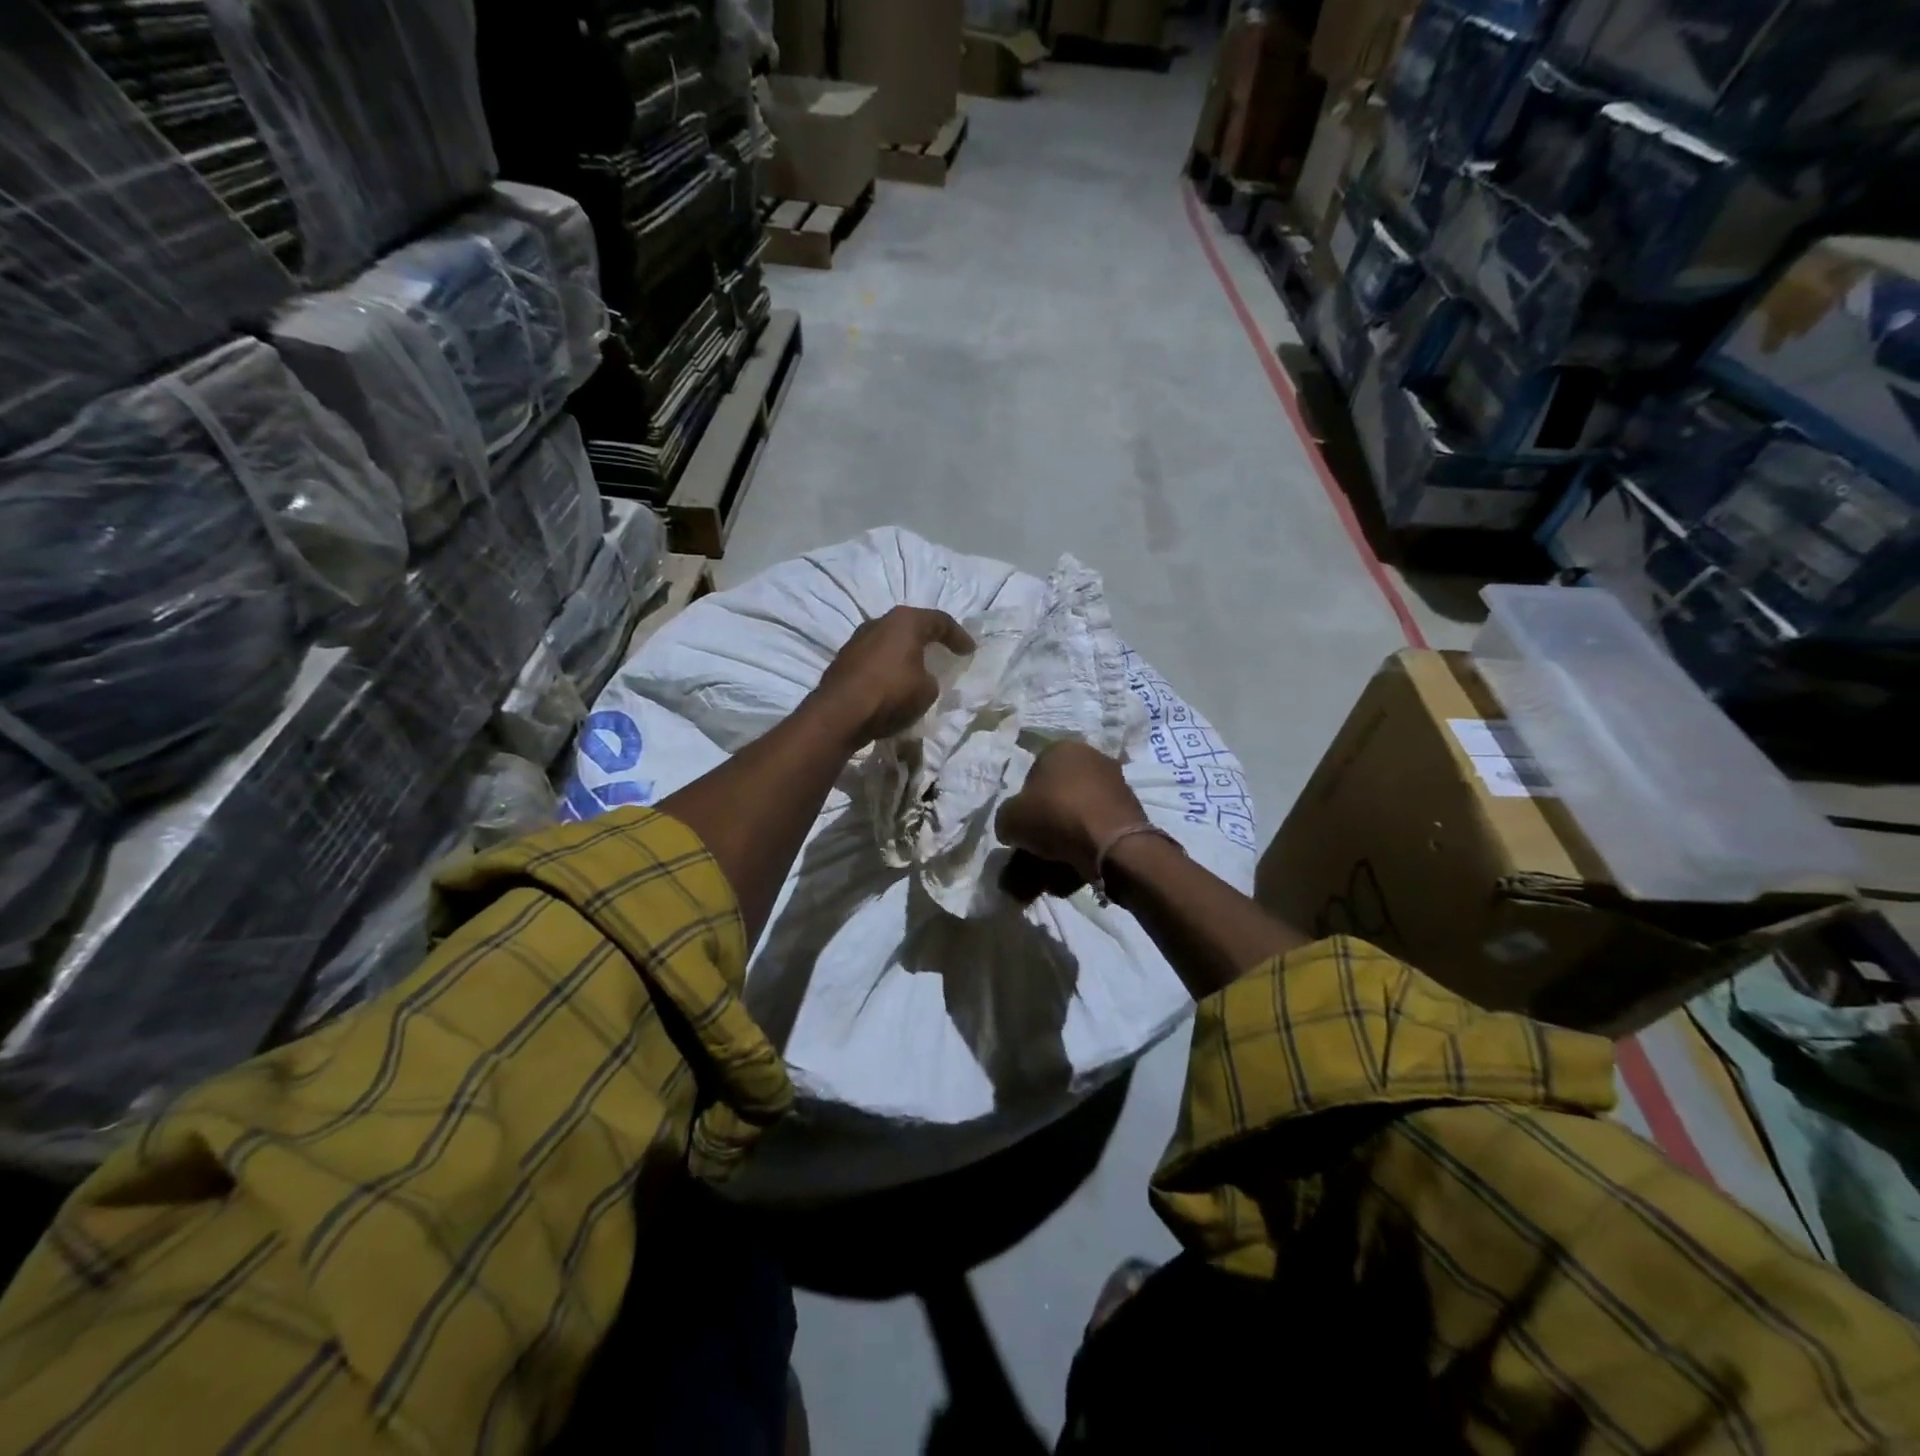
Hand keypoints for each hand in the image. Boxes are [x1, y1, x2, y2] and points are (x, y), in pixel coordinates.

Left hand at [810, 606, 974, 746]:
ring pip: (889, 640)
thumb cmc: (891, 694)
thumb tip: (921, 678)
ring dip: (904, 651)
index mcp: (905, 621)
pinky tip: (892, 679)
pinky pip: (875, 656)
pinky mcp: (844, 658)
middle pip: (911, 625)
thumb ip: (930, 679)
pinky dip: (887, 665)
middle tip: (942, 650)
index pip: (940, 621)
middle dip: (928, 638)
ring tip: (917, 666)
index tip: (969, 650)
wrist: (839, 713)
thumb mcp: (927, 691)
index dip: (958, 636)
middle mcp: (880, 622)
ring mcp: (857, 639)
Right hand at [995, 742, 1146, 889]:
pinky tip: (1079, 868)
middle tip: (1037, 851)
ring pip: (1078, 814)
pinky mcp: (1131, 808)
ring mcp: (1115, 781)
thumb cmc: (1055, 818)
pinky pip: (1099, 828)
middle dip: (1047, 824)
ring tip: (1056, 869)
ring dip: (1066, 839)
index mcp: (1060, 749)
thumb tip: (1013, 828)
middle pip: (1058, 796)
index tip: (1023, 828)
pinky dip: (1088, 845)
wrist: (1112, 844)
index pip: (1032, 776)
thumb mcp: (1010, 819)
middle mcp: (1090, 757)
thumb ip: (1007, 819)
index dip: (1024, 805)